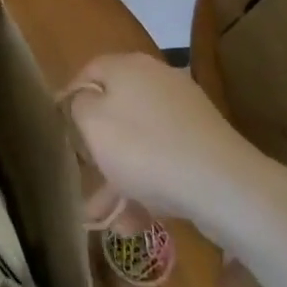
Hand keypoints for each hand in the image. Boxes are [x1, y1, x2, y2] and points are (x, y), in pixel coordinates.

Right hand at [65, 53, 273, 229]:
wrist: (225, 186)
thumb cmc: (145, 149)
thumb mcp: (93, 124)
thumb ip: (78, 106)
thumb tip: (84, 101)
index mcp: (128, 66)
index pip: (88, 72)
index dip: (70, 99)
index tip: (61, 132)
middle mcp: (157, 80)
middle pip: (116, 109)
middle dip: (99, 148)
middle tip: (86, 177)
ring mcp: (184, 113)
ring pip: (141, 141)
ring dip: (122, 177)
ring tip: (109, 219)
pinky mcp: (204, 144)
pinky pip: (165, 159)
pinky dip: (150, 185)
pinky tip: (139, 220)